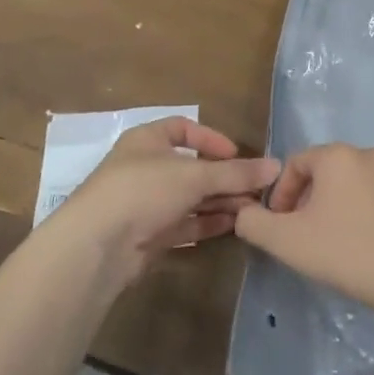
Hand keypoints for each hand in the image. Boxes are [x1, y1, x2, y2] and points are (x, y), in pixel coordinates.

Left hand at [55, 117, 279, 289]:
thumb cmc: (143, 190)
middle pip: (192, 167)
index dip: (211, 139)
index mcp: (147, 140)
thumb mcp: (194, 175)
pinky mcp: (148, 235)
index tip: (237, 154)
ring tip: (252, 210)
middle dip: (224, 178)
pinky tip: (233, 226)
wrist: (98, 246)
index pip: (183, 128)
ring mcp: (146, 203)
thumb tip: (276, 166)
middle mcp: (146, 168)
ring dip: (220, 202)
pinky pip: (184, 224)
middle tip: (256, 189)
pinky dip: (207, 224)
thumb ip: (236, 173)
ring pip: (190, 198)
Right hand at [235, 144, 373, 313]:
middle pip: (321, 174)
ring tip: (326, 245)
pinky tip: (355, 247)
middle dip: (304, 203)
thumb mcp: (286, 240)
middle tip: (299, 238)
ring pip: (346, 187)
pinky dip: (355, 216)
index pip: (293, 164)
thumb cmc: (346, 251)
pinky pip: (370, 199)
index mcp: (337, 155)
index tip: (278, 228)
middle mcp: (367, 154)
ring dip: (329, 210)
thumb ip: (253, 223)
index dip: (279, 196)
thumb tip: (245, 213)